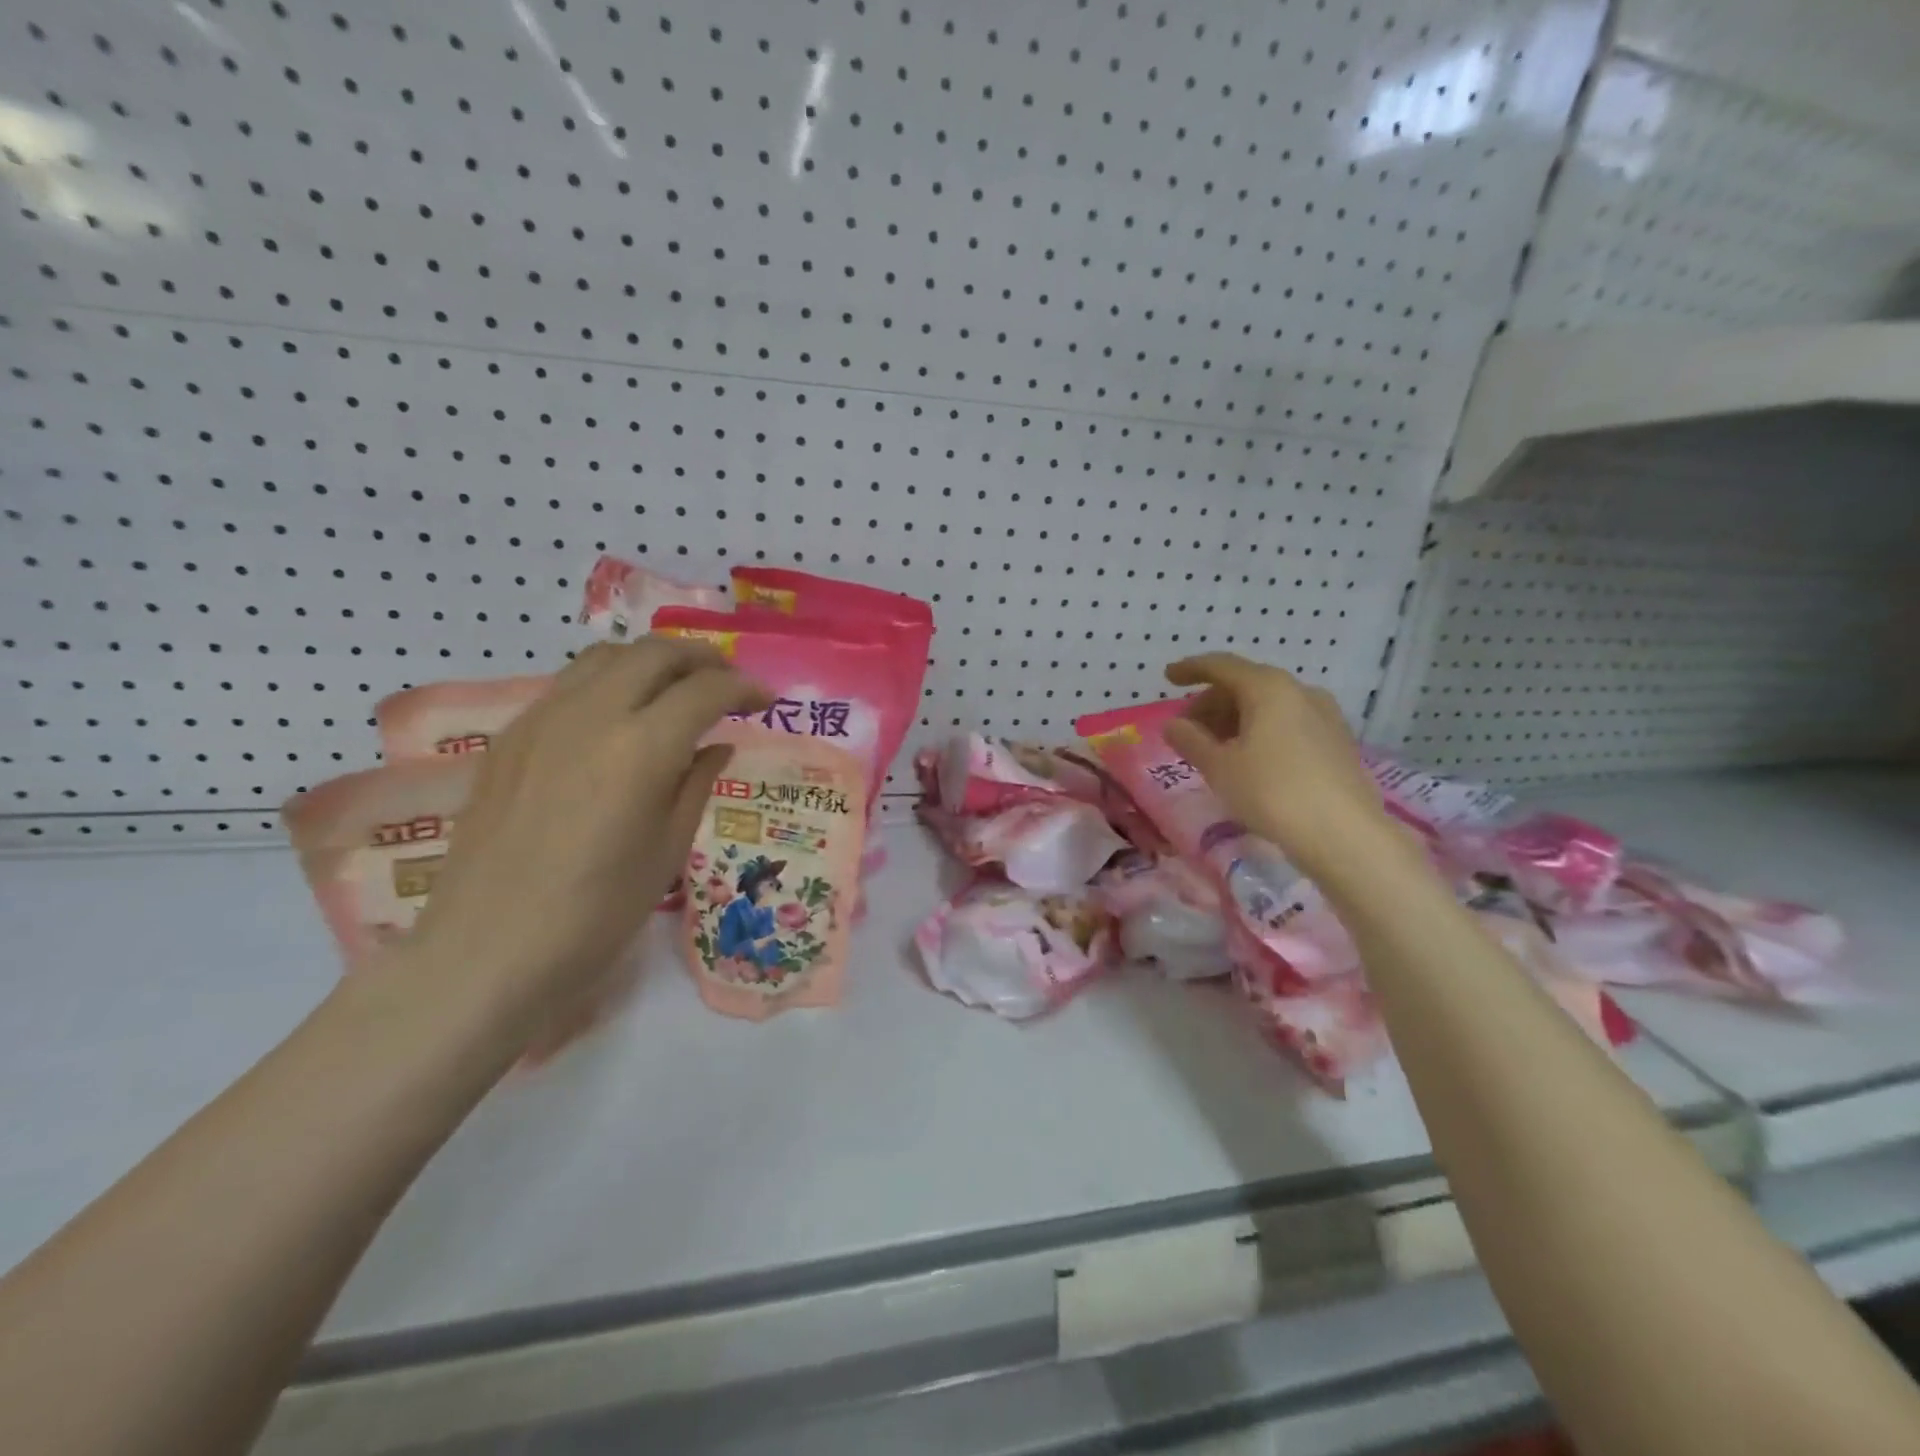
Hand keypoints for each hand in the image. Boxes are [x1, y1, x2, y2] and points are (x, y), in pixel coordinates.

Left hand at [397, 638, 769, 1053]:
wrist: (486, 950)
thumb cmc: (596, 913)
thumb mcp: (668, 850)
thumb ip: (696, 783)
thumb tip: (716, 745)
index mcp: (641, 748)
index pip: (706, 690)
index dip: (744, 688)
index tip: (765, 701)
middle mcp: (591, 715)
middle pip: (656, 653)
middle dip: (703, 658)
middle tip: (727, 683)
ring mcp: (543, 719)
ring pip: (607, 656)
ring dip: (653, 661)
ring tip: (676, 689)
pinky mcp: (510, 736)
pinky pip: (569, 684)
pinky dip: (610, 682)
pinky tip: (619, 718)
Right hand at [1162, 653, 1397, 882]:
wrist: (1344, 834)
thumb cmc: (1271, 792)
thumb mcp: (1219, 767)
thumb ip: (1191, 740)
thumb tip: (1172, 725)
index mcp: (1268, 688)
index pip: (1221, 665)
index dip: (1191, 669)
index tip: (1168, 677)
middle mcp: (1300, 691)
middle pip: (1245, 685)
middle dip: (1211, 703)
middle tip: (1187, 730)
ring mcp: (1324, 715)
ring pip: (1268, 706)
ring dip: (1235, 720)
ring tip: (1215, 750)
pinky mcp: (1337, 742)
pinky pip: (1288, 723)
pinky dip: (1261, 732)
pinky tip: (1250, 760)